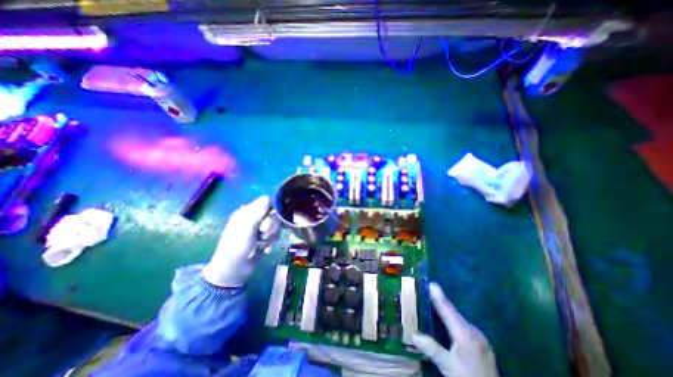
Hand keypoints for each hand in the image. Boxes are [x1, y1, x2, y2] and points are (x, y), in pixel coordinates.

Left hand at [202, 196, 281, 286]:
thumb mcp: (246, 228)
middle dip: (271, 226)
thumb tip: (268, 197)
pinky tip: (264, 249)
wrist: (234, 270)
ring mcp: (260, 229)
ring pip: (276, 226)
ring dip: (271, 236)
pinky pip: (275, 235)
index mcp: (247, 212)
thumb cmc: (237, 247)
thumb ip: (257, 212)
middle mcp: (254, 218)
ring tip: (262, 244)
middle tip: (262, 234)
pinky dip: (271, 242)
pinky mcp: (265, 238)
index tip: (265, 222)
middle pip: (274, 215)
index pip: (266, 203)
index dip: (270, 212)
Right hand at [410, 283, 498, 376]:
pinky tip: (444, 317)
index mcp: (465, 334)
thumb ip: (431, 348)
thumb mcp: (448, 367)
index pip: (448, 310)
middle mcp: (473, 331)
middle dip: (439, 299)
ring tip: (431, 299)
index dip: (438, 296)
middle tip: (426, 290)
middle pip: (452, 311)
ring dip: (444, 308)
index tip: (430, 283)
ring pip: (457, 317)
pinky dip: (451, 317)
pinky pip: (461, 323)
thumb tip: (413, 334)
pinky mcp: (480, 341)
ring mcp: (479, 335)